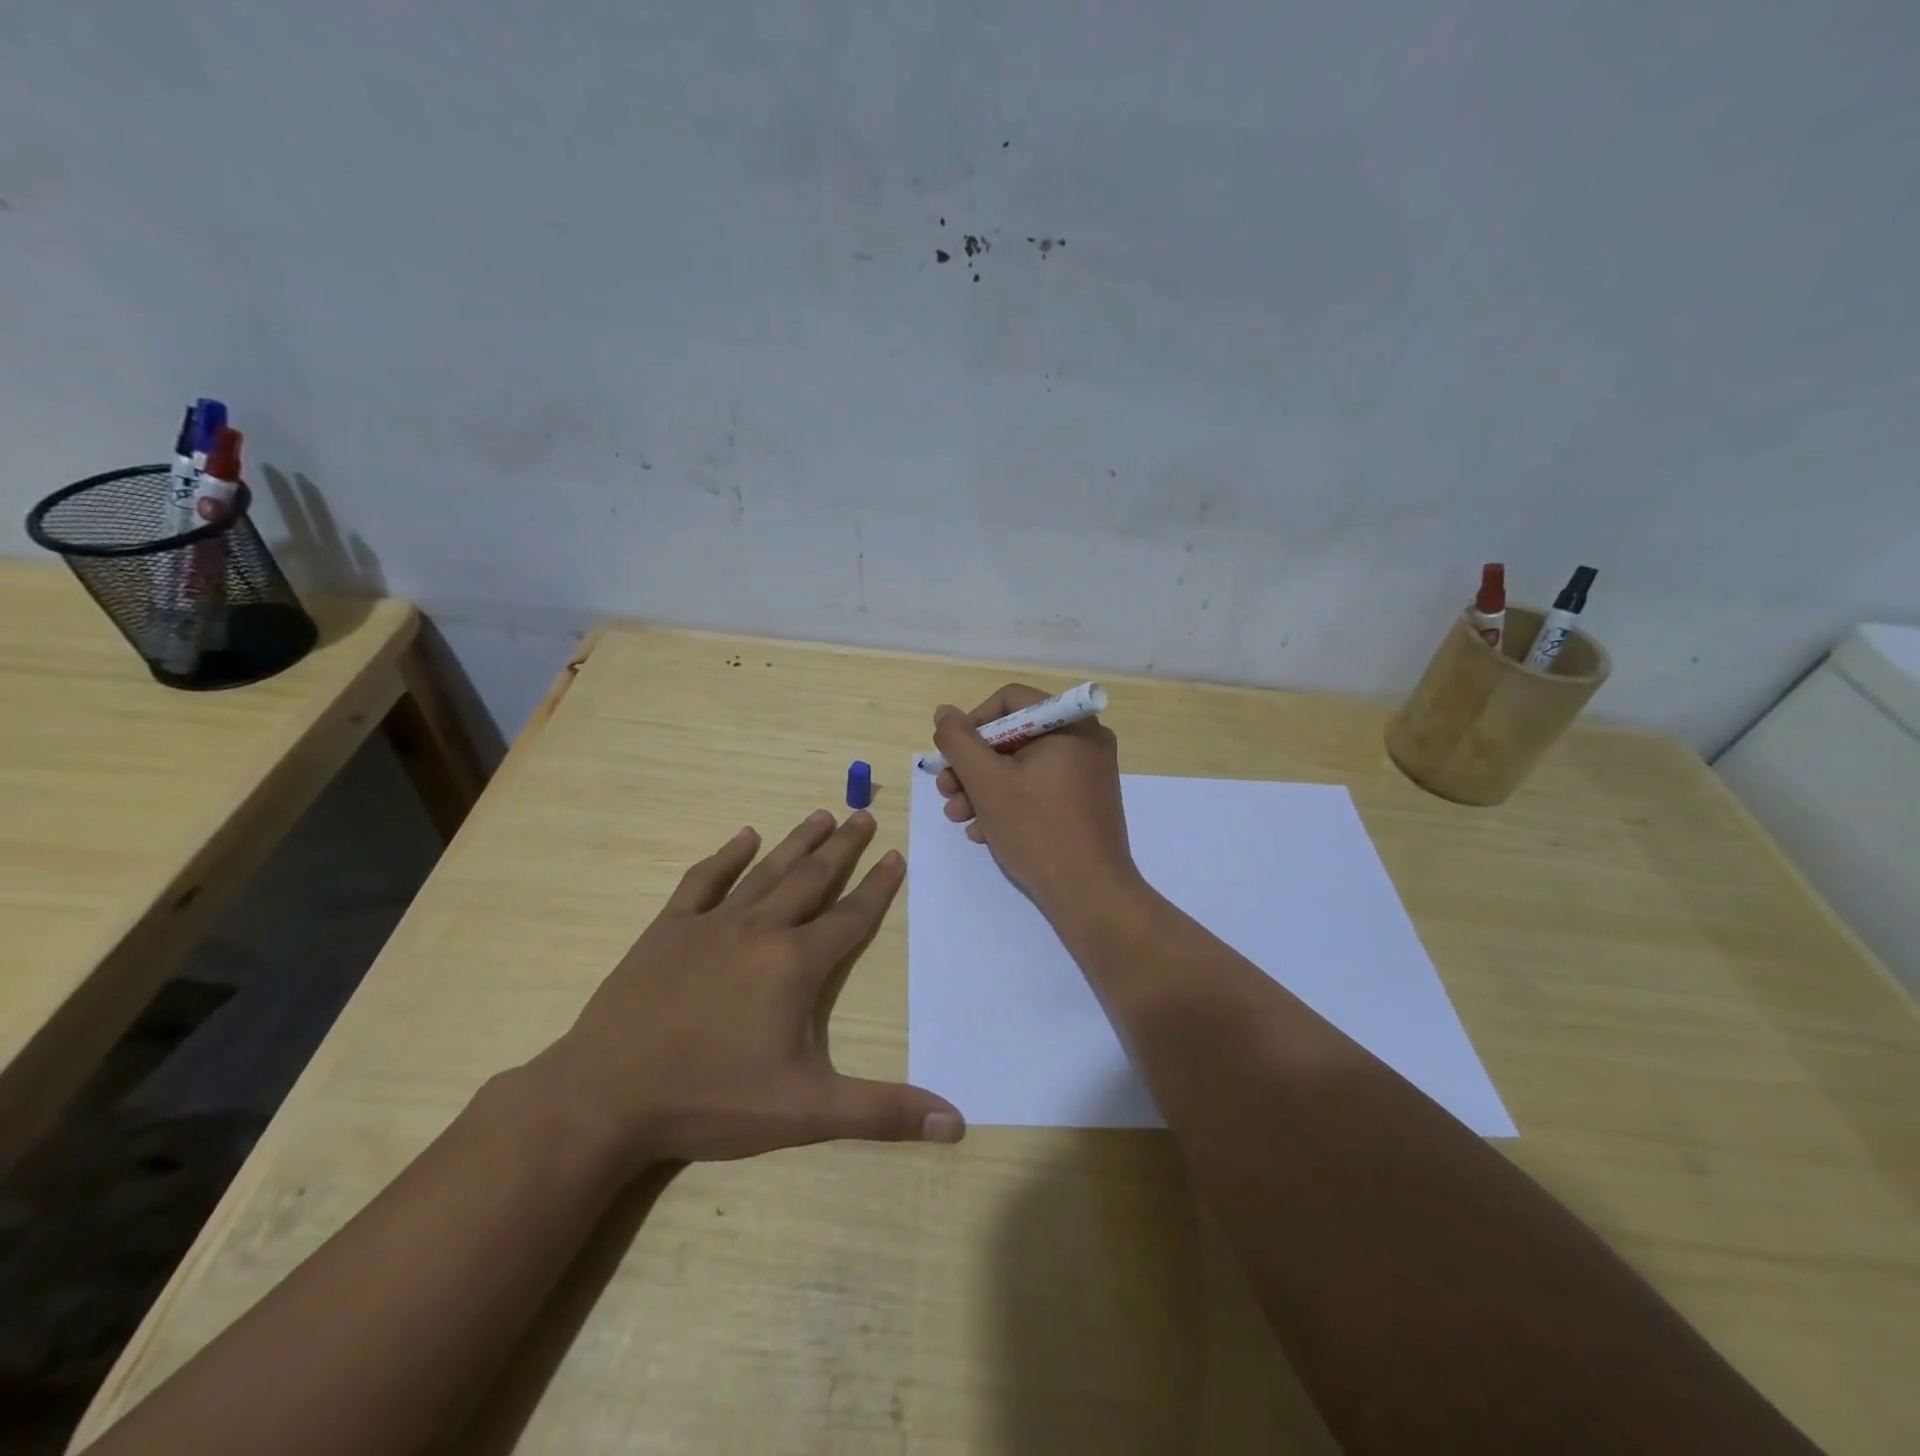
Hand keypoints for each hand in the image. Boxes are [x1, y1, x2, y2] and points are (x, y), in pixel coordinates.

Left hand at [524, 810, 962, 1178]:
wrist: (605, 1097)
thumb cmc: (711, 1100)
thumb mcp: (807, 1112)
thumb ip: (883, 1111)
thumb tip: (956, 1124)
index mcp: (795, 965)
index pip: (851, 917)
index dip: (878, 887)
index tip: (896, 855)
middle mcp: (760, 930)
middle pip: (812, 878)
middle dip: (843, 847)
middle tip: (863, 815)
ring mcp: (711, 924)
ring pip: (766, 871)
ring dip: (796, 841)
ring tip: (821, 814)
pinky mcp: (668, 929)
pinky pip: (704, 881)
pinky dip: (727, 856)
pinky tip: (743, 836)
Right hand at [932, 683, 1141, 915]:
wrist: (1090, 894)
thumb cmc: (1037, 830)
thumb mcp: (987, 782)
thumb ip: (959, 741)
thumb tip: (945, 713)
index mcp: (1070, 723)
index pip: (1009, 700)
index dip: (972, 724)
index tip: (950, 756)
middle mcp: (1085, 739)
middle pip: (1014, 735)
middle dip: (973, 765)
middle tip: (947, 792)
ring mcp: (1088, 772)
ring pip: (1022, 766)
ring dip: (984, 788)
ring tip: (959, 817)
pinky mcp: (1085, 801)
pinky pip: (1039, 788)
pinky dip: (1009, 803)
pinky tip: (984, 831)